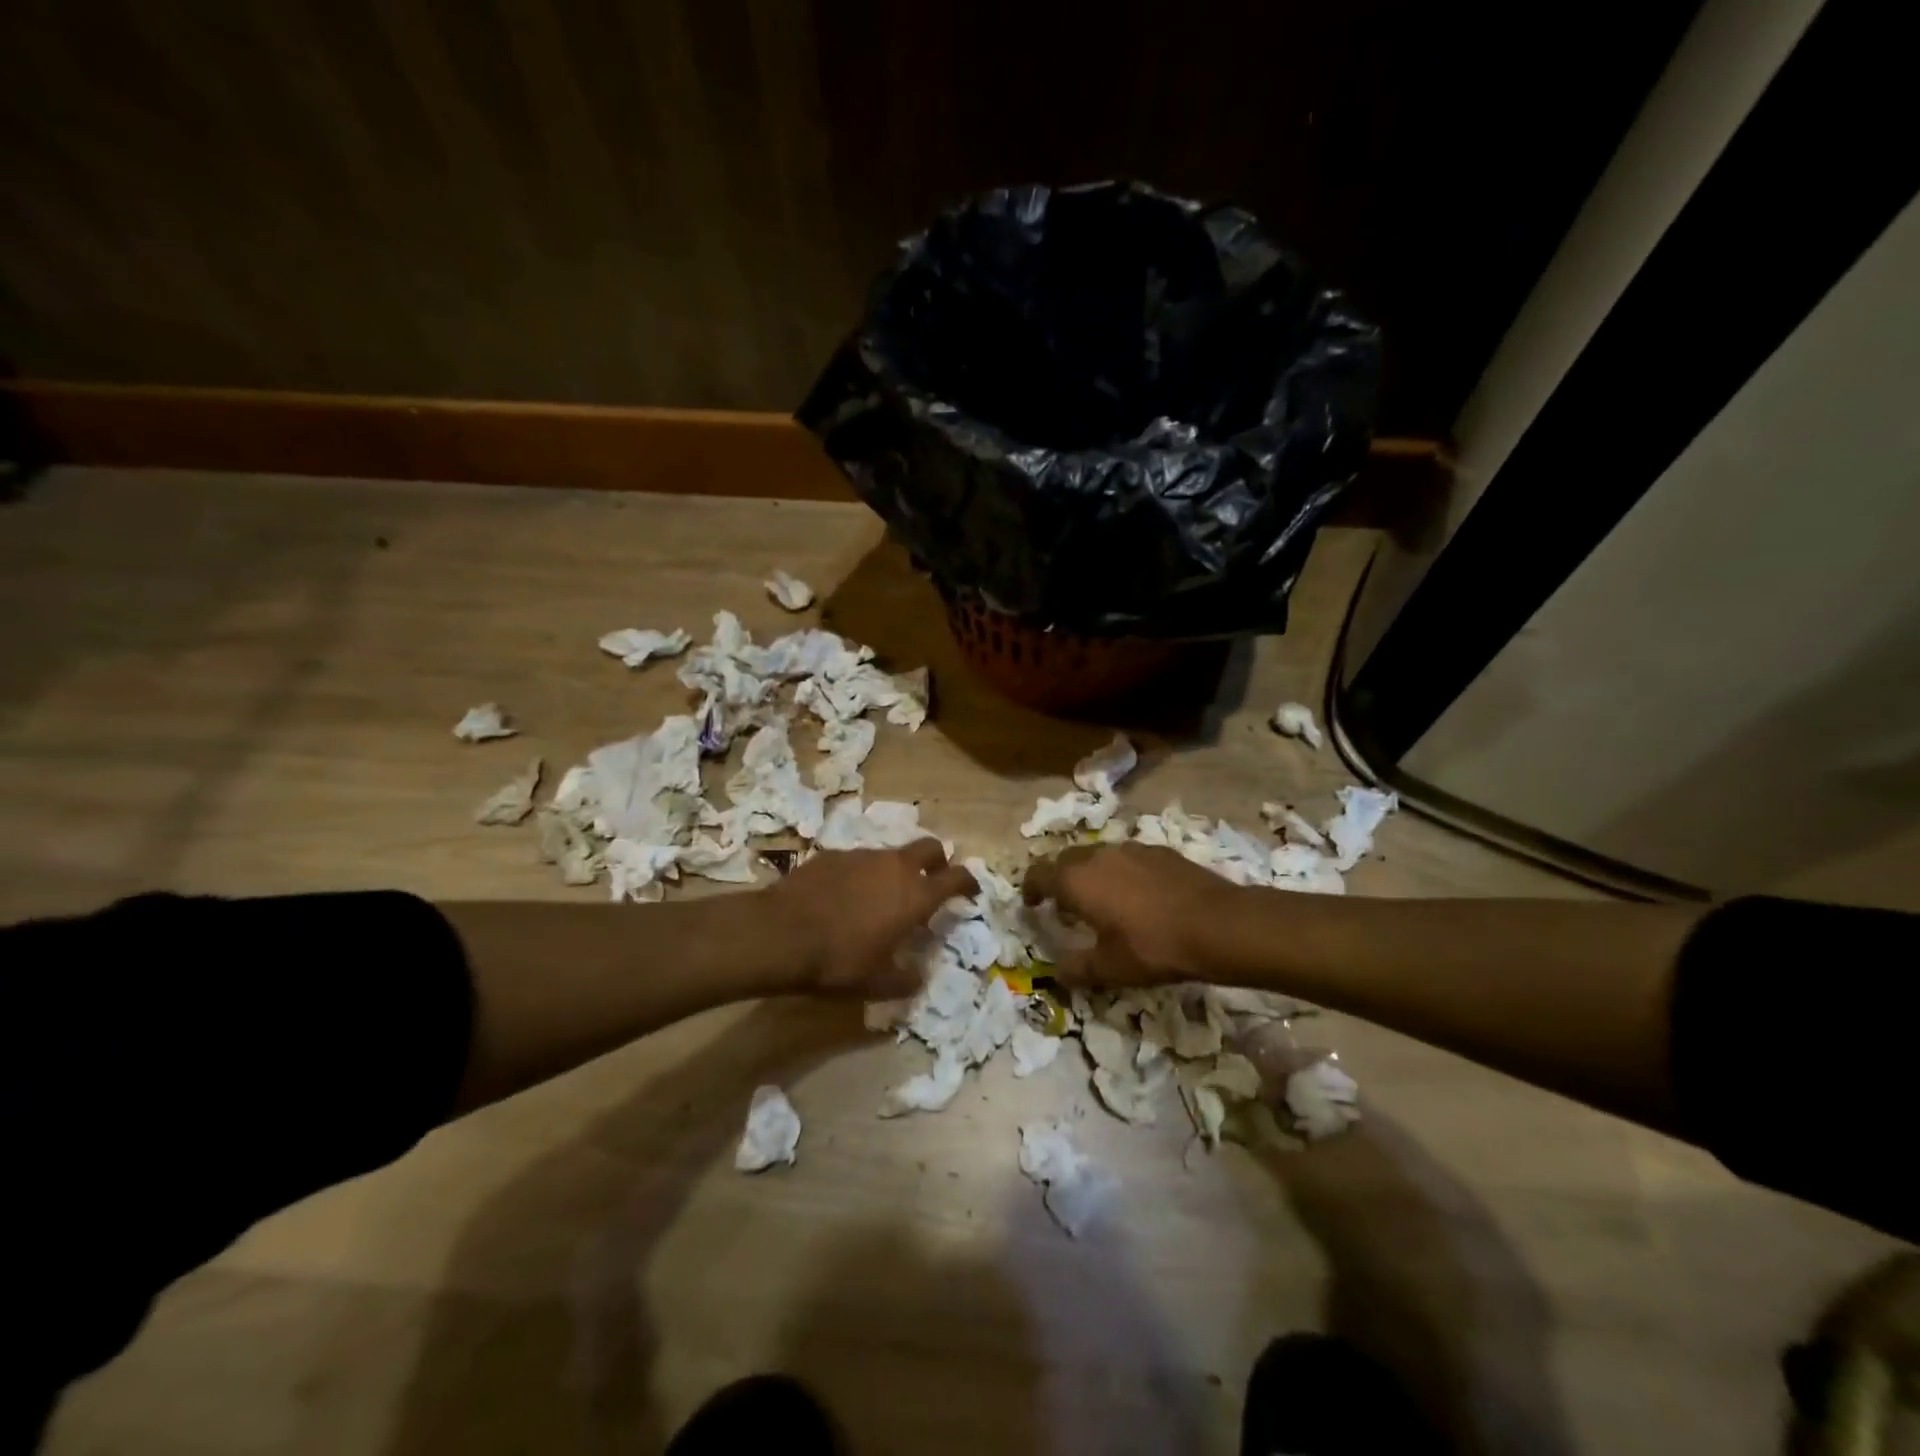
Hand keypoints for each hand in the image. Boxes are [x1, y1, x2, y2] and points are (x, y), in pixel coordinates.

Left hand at [772, 841, 976, 998]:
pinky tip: (846, 897)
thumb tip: (919, 976)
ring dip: (896, 870)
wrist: (780, 934)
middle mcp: (895, 867)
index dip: (968, 883)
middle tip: (932, 881)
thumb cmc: (839, 961)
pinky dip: (862, 875)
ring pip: (891, 854)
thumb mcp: (878, 984)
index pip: (957, 877)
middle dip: (938, 860)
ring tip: (882, 897)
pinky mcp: (833, 855)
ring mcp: (862, 856)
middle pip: (930, 847)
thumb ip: (907, 980)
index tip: (971, 892)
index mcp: (915, 895)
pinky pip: (859, 861)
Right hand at [1022, 842, 1237, 986]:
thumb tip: (1059, 974)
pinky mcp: (1159, 851)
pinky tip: (1138, 896)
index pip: (1038, 873)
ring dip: (1090, 873)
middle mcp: (1098, 856)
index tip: (1032, 904)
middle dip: (1058, 879)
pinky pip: (1126, 857)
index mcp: (1076, 880)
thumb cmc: (1153, 947)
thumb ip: (1078, 969)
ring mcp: (1130, 849)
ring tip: (1101, 900)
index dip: (1030, 888)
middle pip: (1065, 859)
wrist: (1217, 924)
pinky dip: (1120, 872)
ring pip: (1097, 855)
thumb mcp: (1110, 969)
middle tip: (1064, 905)